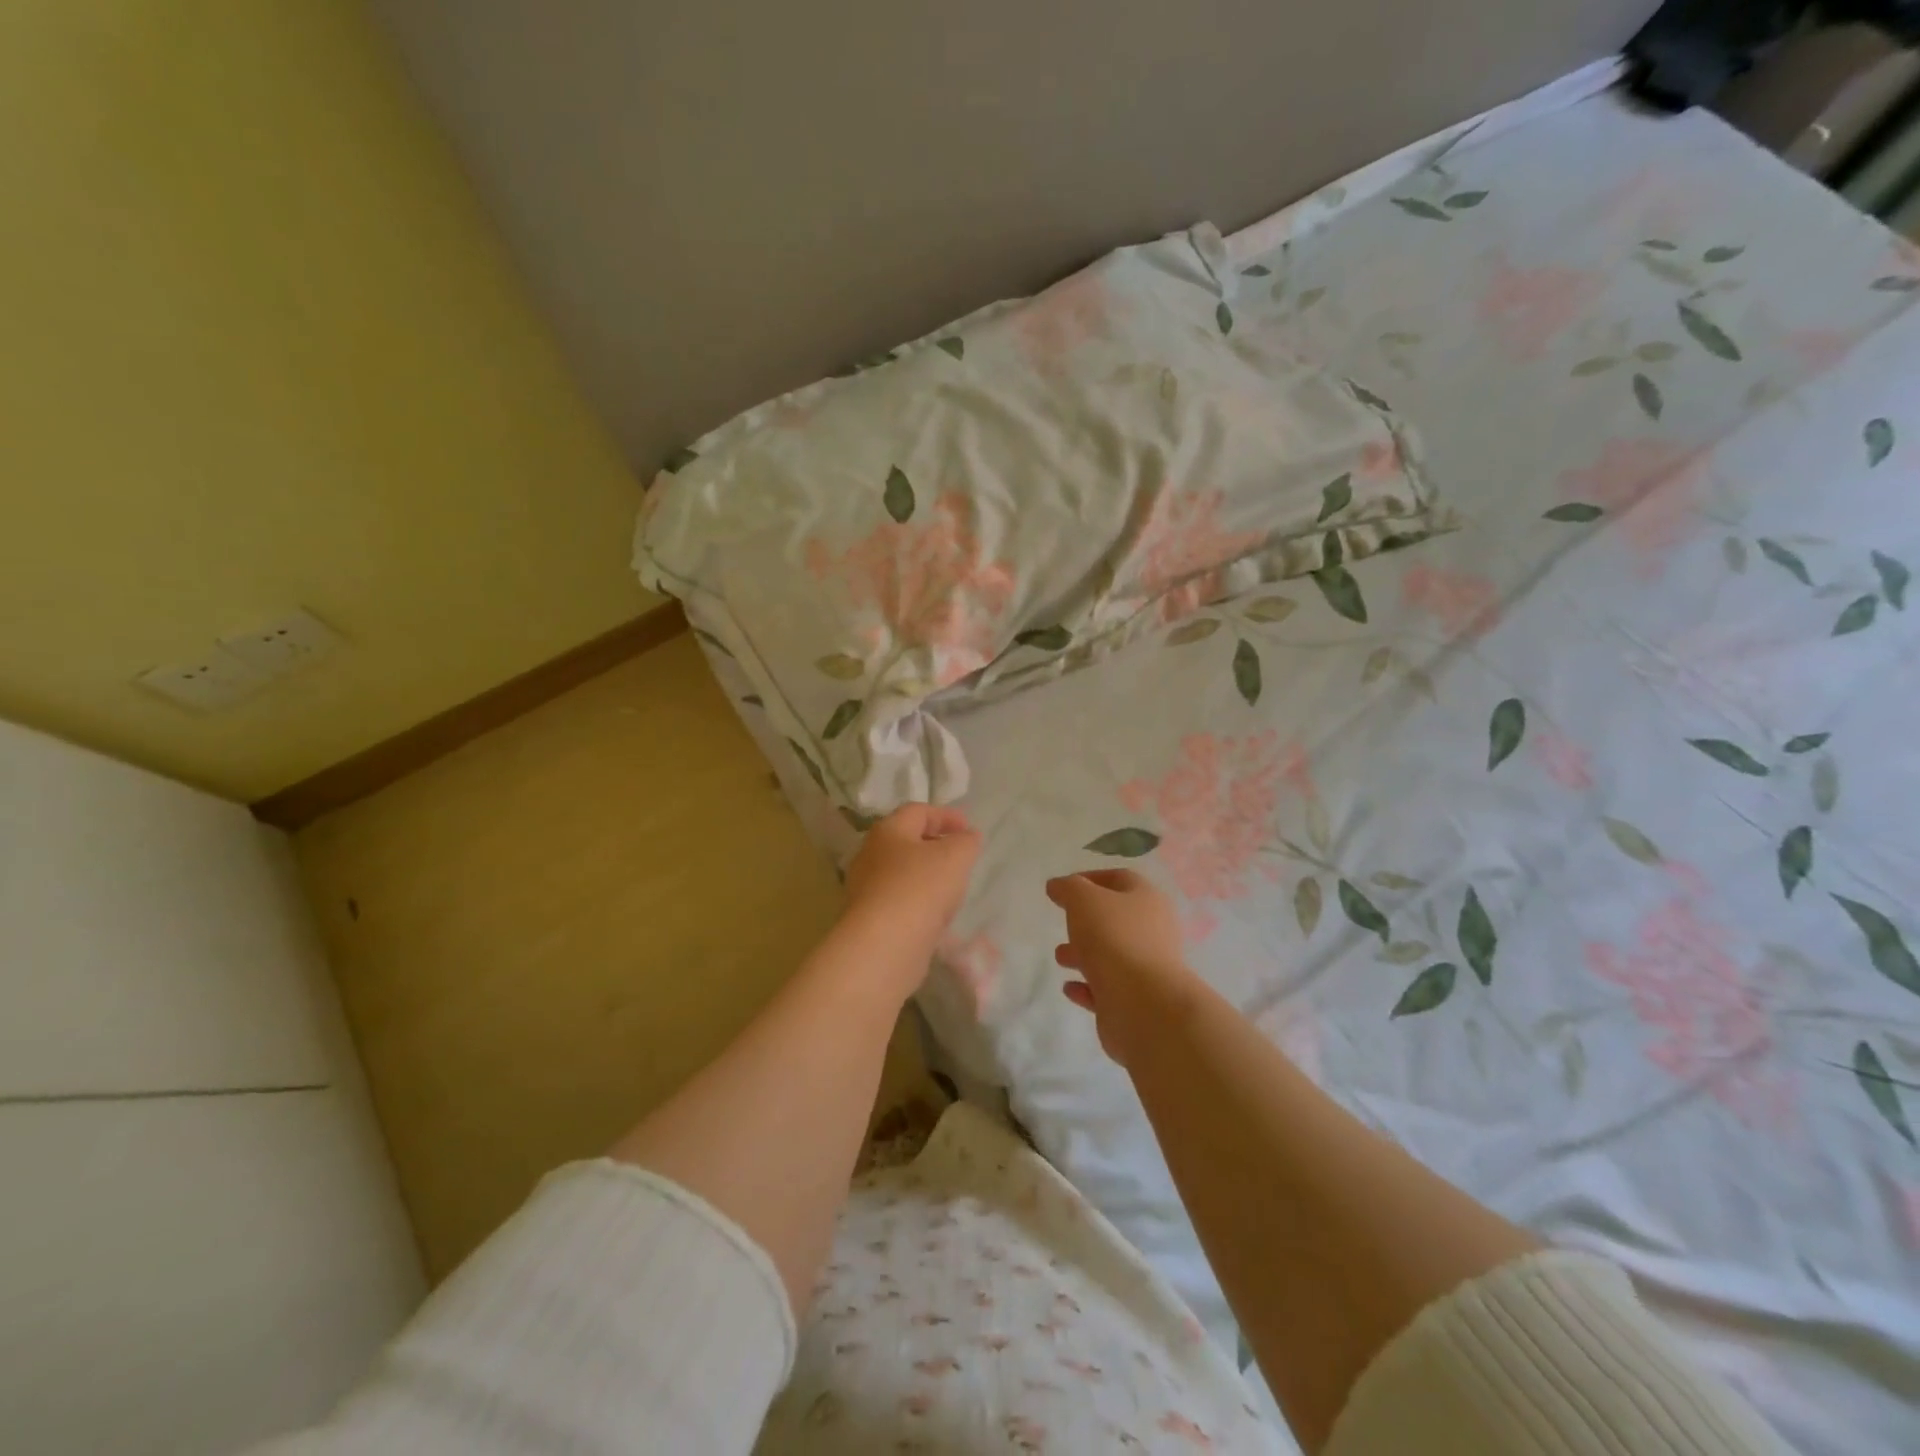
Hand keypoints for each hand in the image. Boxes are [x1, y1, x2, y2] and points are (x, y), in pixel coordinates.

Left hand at [842, 804, 982, 961]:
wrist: (884, 945)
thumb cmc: (920, 887)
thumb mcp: (955, 856)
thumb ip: (966, 842)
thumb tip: (967, 836)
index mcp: (888, 831)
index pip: (917, 811)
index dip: (945, 815)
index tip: (969, 828)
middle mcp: (870, 855)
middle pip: (906, 842)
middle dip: (935, 846)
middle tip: (961, 856)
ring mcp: (866, 889)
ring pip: (902, 874)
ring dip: (927, 876)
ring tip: (952, 888)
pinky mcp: (869, 919)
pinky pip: (899, 902)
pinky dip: (919, 902)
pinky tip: (936, 915)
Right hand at [1047, 869, 1198, 1066]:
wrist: (1144, 1005)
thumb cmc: (1114, 939)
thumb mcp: (1083, 900)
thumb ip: (1068, 888)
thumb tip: (1057, 886)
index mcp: (1147, 899)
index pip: (1119, 879)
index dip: (1089, 879)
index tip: (1062, 889)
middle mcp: (1152, 931)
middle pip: (1116, 919)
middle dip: (1085, 922)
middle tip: (1062, 923)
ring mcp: (1146, 968)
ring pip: (1111, 955)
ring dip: (1084, 954)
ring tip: (1060, 957)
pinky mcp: (1136, 1001)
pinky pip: (1107, 988)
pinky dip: (1087, 986)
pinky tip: (1069, 987)